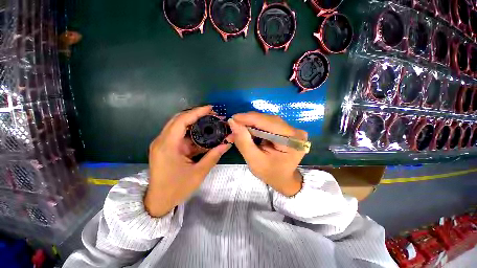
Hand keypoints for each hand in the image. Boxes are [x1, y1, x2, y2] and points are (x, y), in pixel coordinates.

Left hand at [145, 106, 231, 216]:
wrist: (158, 202)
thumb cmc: (176, 189)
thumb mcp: (198, 173)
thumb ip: (213, 156)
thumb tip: (227, 143)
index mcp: (167, 146)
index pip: (182, 121)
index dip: (197, 112)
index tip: (211, 108)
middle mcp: (162, 141)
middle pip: (179, 120)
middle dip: (196, 115)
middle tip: (212, 114)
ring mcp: (163, 144)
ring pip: (179, 126)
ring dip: (194, 123)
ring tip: (210, 122)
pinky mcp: (166, 148)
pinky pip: (180, 135)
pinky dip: (192, 133)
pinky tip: (203, 134)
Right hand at [228, 112, 307, 196]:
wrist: (284, 179)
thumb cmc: (271, 174)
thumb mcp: (254, 161)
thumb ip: (243, 141)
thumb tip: (232, 122)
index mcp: (292, 139)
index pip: (268, 122)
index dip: (249, 118)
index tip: (232, 119)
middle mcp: (294, 130)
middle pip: (267, 119)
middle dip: (248, 121)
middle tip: (233, 125)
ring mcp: (291, 129)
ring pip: (266, 120)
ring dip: (250, 123)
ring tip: (238, 128)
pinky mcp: (285, 129)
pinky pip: (267, 124)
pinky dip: (255, 126)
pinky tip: (247, 130)